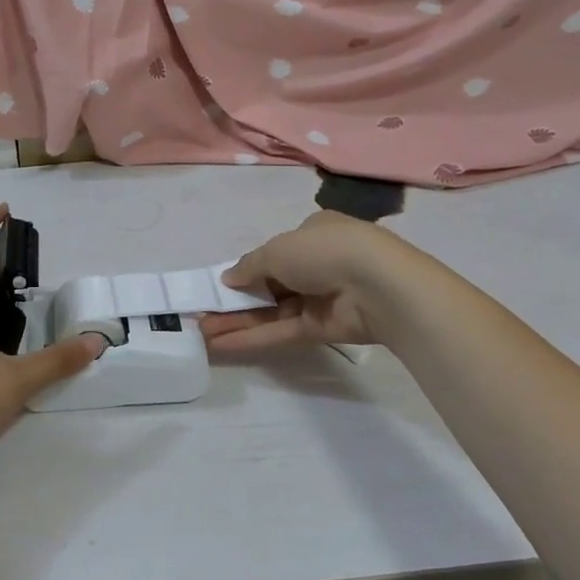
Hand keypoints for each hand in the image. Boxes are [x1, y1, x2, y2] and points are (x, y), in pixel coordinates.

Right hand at [200, 210, 421, 352]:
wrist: (377, 285)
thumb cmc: (323, 251)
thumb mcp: (276, 250)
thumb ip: (248, 266)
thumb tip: (227, 278)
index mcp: (313, 234)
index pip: (275, 252)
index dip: (247, 268)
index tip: (220, 284)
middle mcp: (317, 265)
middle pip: (269, 285)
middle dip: (235, 299)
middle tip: (203, 312)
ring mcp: (321, 299)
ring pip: (272, 312)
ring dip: (238, 321)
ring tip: (202, 332)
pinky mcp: (323, 329)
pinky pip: (281, 332)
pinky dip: (253, 337)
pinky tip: (222, 345)